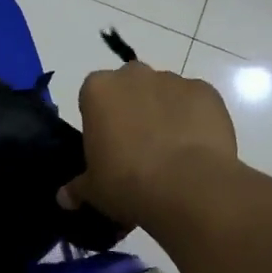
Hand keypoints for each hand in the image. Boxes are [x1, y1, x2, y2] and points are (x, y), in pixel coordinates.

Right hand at [59, 62, 238, 226]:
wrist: (188, 186)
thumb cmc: (127, 183)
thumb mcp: (93, 190)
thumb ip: (77, 187)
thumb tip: (65, 197)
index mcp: (98, 89)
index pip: (92, 97)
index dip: (100, 122)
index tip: (107, 147)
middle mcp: (134, 75)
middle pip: (129, 88)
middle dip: (132, 110)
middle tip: (138, 149)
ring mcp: (173, 80)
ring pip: (164, 94)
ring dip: (165, 114)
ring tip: (172, 154)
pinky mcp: (206, 91)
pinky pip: (196, 104)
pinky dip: (195, 120)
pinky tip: (198, 150)